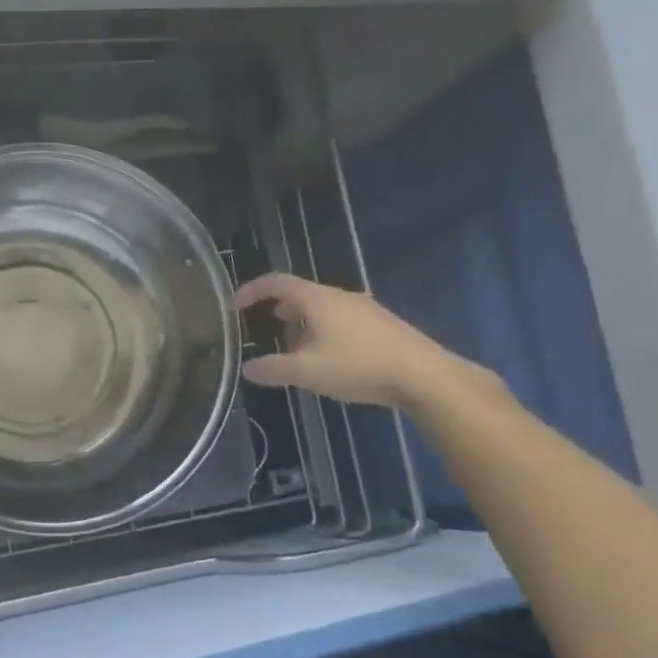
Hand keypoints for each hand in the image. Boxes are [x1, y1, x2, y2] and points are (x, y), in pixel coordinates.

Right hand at [234, 273, 482, 408]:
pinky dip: (323, 330)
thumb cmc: (357, 366)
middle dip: (278, 308)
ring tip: (294, 346)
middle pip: (301, 293)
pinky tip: (328, 357)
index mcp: (317, 299)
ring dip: (302, 322)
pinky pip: (341, 320)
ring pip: (322, 308)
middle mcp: (339, 296)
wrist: (422, 375)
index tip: (235, 305)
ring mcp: (364, 309)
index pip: (276, 282)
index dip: (252, 290)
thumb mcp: (306, 371)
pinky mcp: (381, 325)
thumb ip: (273, 369)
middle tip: (264, 326)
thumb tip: (247, 368)